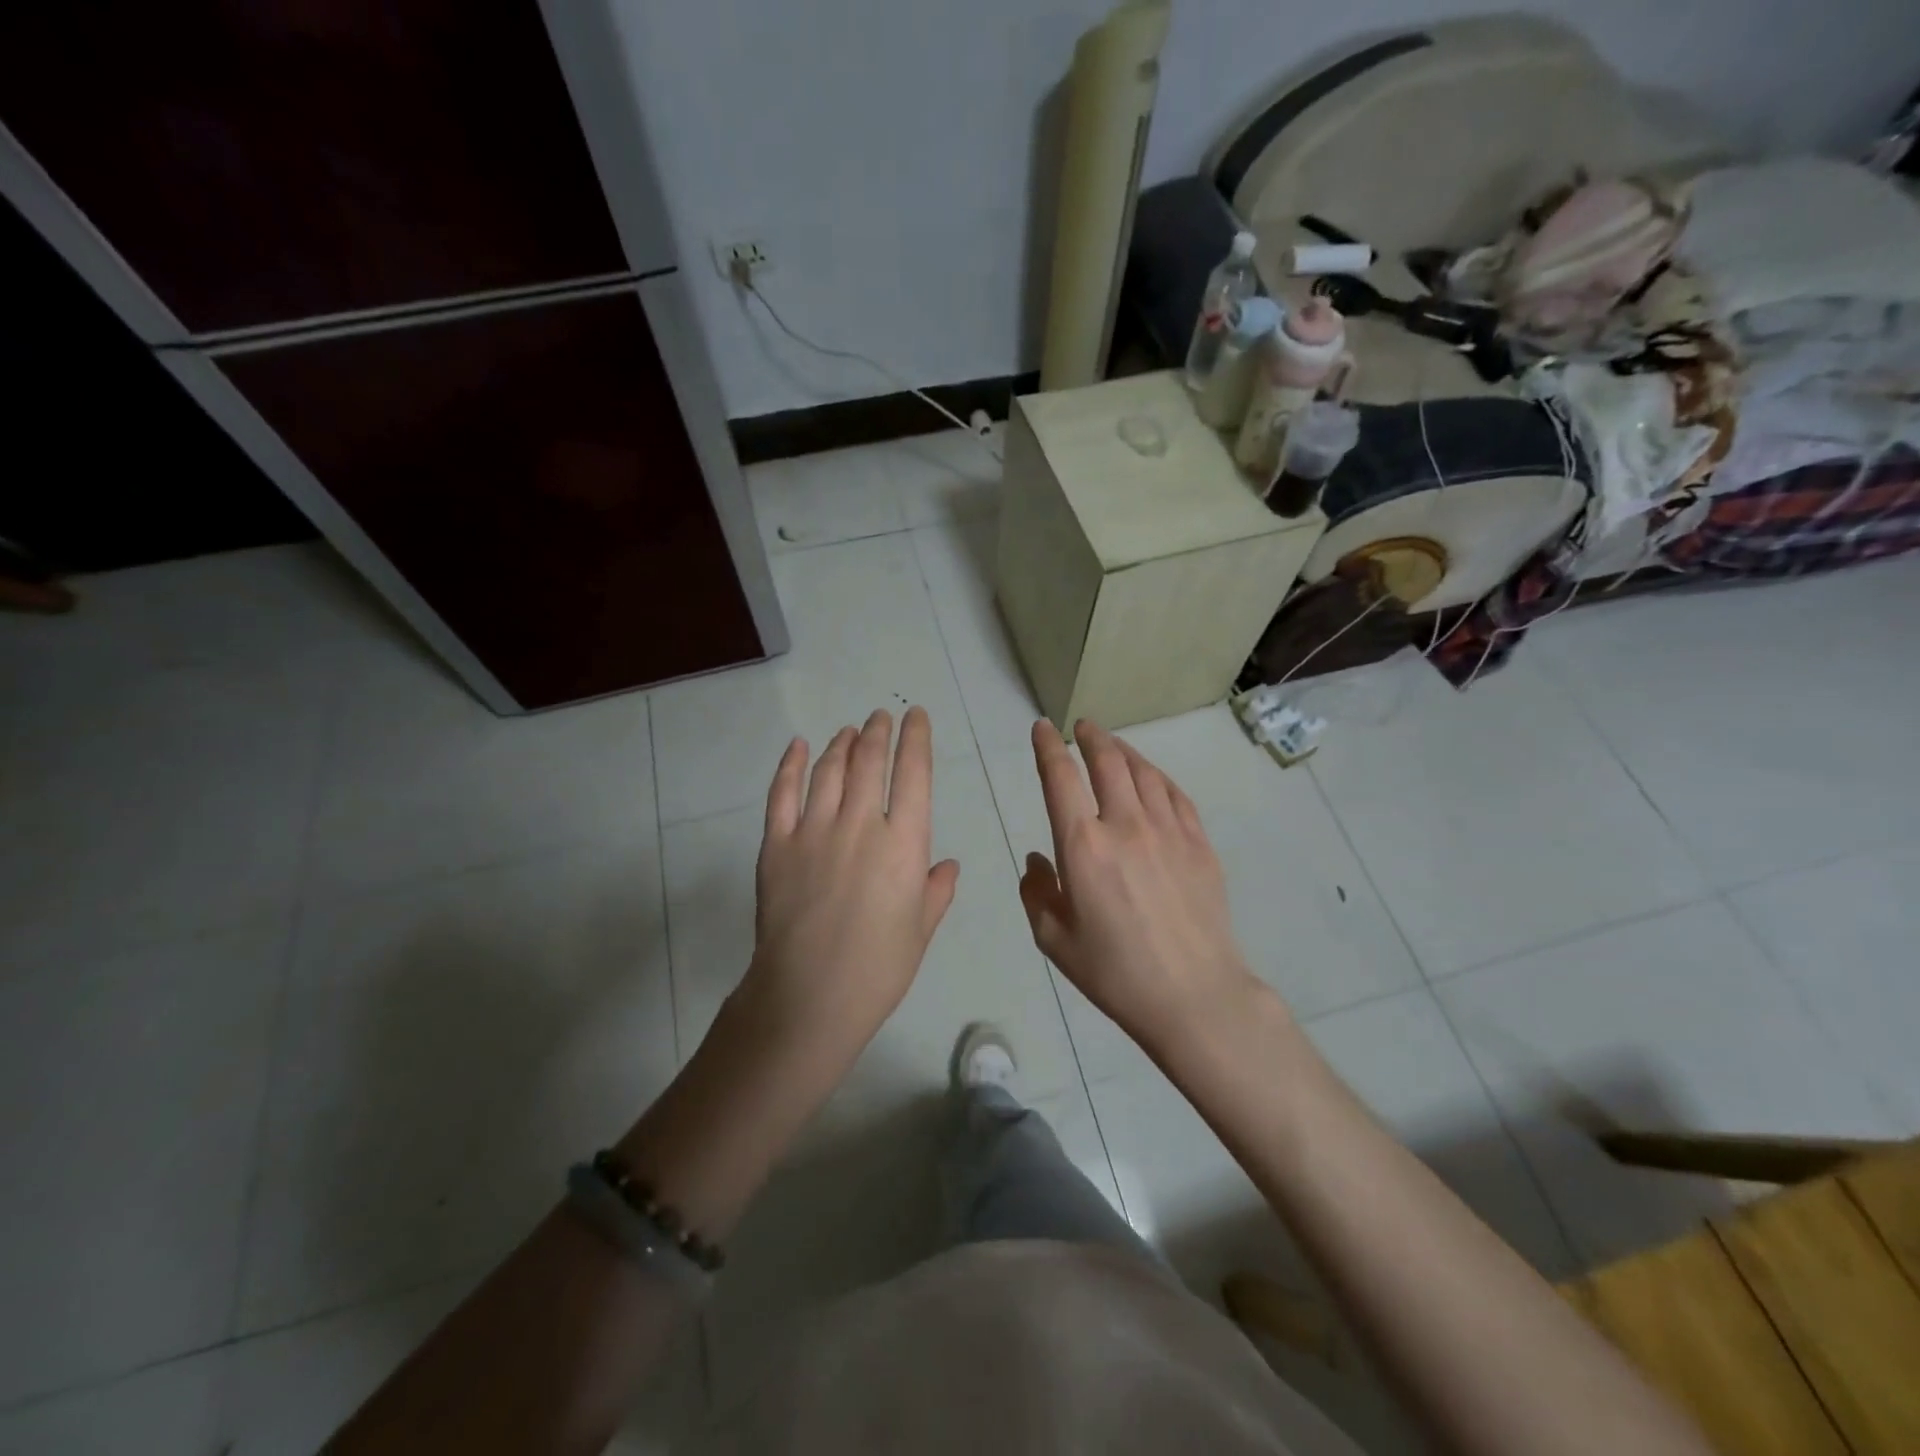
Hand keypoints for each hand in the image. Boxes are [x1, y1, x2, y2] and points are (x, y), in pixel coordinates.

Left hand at [737, 707, 959, 1081]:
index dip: (916, 739)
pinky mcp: (777, 844)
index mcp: (903, 843)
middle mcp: (859, 824)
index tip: (915, 717)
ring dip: (841, 744)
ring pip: (828, 770)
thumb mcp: (920, 931)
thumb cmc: (877, 969)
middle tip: (880, 717)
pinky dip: (790, 765)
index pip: (913, 774)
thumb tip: (948, 865)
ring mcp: (813, 831)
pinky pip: (782, 794)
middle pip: (868, 762)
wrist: (808, 996)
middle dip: (877, 733)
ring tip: (848, 731)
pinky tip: (798, 746)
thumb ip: (936, 891)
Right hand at [1018, 719, 1262, 1055]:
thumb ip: (1036, 892)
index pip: (1060, 778)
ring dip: (1123, 751)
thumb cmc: (1115, 973)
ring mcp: (1168, 831)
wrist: (1194, 996)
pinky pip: (1175, 794)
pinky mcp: (1199, 844)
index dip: (1047, 747)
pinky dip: (1157, 776)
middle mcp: (1125, 825)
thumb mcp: (1054, 939)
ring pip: (1143, 771)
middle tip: (1082, 726)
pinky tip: (1151, 777)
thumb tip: (1036, 859)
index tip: (1042, 728)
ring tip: (1112, 744)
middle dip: (1091, 737)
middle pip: (1107, 762)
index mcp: (1082, 846)